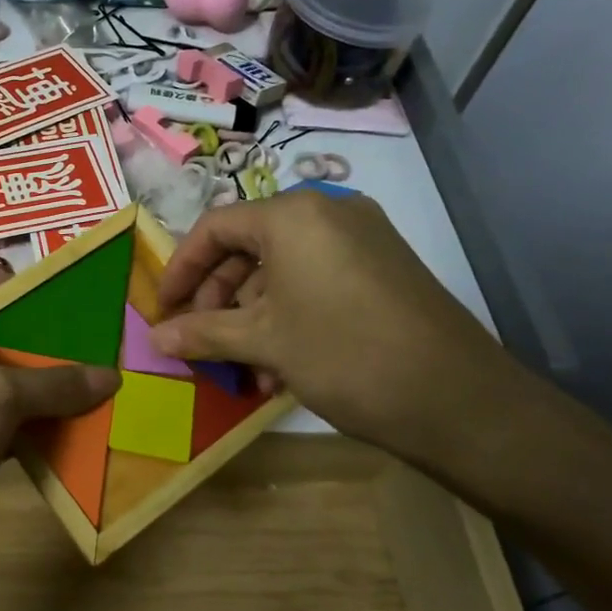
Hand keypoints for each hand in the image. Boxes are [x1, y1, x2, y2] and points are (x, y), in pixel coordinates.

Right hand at [150, 191, 523, 475]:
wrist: (457, 398)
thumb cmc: (344, 354)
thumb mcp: (264, 342)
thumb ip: (203, 333)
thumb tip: (154, 337)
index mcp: (294, 215)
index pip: (215, 227)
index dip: (181, 269)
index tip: (164, 310)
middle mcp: (329, 212)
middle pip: (249, 247)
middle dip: (219, 298)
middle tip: (202, 341)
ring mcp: (363, 239)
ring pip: (283, 270)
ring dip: (254, 316)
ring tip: (246, 368)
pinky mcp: (384, 268)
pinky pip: (318, 281)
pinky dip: (291, 315)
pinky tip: (283, 366)